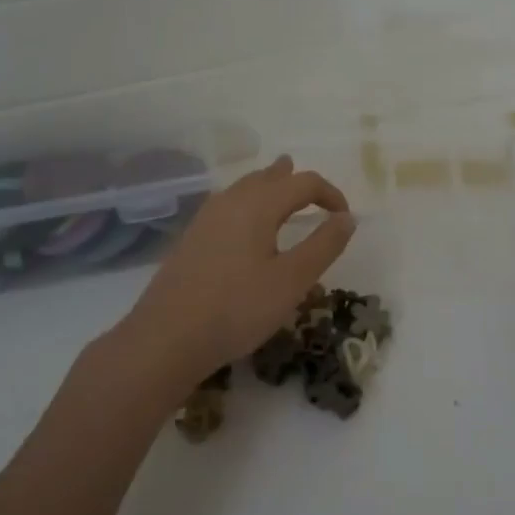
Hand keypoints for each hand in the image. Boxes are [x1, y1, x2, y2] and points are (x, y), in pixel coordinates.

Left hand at [108, 156, 354, 399]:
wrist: (167, 337)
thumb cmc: (238, 308)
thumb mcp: (292, 280)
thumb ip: (323, 245)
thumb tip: (347, 218)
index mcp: (259, 204)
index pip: (304, 182)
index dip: (330, 193)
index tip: (345, 217)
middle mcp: (231, 201)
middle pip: (269, 177)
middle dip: (295, 181)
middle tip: (314, 192)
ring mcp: (206, 219)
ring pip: (244, 188)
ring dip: (269, 187)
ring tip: (281, 190)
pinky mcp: (191, 239)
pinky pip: (228, 205)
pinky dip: (248, 203)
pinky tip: (245, 224)